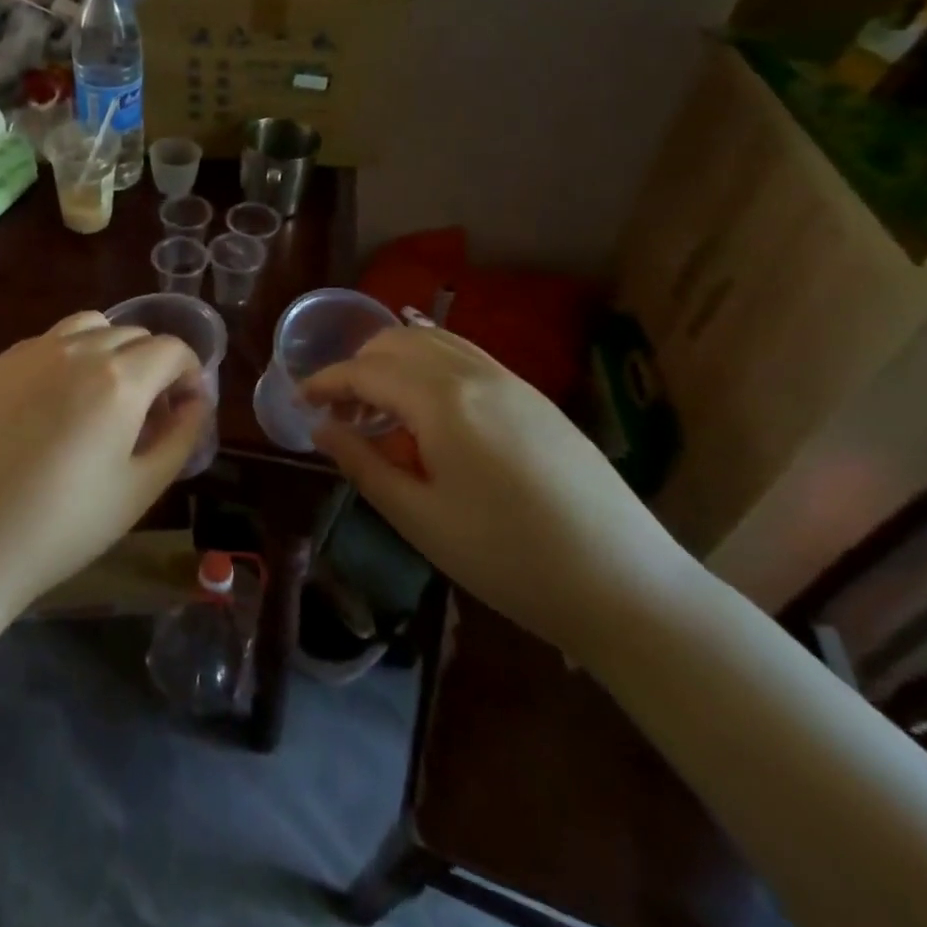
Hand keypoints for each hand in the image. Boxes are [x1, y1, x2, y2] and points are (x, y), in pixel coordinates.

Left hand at [0, 311, 206, 615]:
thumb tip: (197, 402)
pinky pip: (48, 341)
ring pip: (90, 326)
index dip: (190, 373)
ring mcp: (32, 352)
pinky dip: (69, 355)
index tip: (184, 407)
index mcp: (119, 379)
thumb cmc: (64, 525)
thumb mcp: (141, 489)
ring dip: (111, 349)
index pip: (172, 349)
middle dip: (153, 364)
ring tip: (103, 394)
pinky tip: (56, 402)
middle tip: (147, 412)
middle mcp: (77, 350)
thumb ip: (180, 436)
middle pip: (133, 334)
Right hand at [304, 326, 695, 659]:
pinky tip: (429, 410)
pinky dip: (430, 365)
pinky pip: (466, 357)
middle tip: (340, 413)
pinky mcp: (534, 396)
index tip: (300, 401)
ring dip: (394, 361)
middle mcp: (475, 373)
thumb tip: (321, 429)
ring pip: (434, 340)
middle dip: (357, 367)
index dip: (325, 382)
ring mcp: (511, 380)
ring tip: (380, 408)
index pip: (365, 371)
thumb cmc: (509, 559)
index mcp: (442, 400)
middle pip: (397, 341)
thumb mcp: (420, 519)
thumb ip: (363, 464)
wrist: (626, 585)